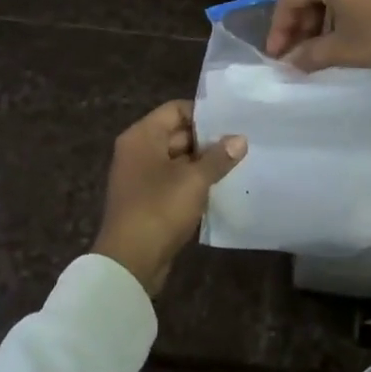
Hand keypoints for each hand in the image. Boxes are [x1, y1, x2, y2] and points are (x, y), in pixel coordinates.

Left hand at [92, 101, 246, 296]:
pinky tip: (219, 187)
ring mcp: (140, 176)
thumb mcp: (194, 180)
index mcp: (142, 136)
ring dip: (202, 163)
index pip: (176, 109)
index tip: (232, 122)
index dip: (204, 114)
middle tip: (240, 144)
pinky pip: (173, 180)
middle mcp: (138, 150)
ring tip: (235, 164)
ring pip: (177, 159)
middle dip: (207, 140)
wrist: (130, 262)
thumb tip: (240, 139)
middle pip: (177, 133)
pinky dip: (193, 182)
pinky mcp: (147, 199)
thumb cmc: (159, 209)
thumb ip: (218, 157)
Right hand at [265, 0, 370, 77]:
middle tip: (298, 54)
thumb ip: (310, 55)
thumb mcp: (345, 49)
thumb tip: (289, 64)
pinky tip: (352, 32)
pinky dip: (348, 8)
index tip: (276, 56)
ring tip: (324, 48)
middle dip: (302, 24)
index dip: (280, 29)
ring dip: (325, 18)